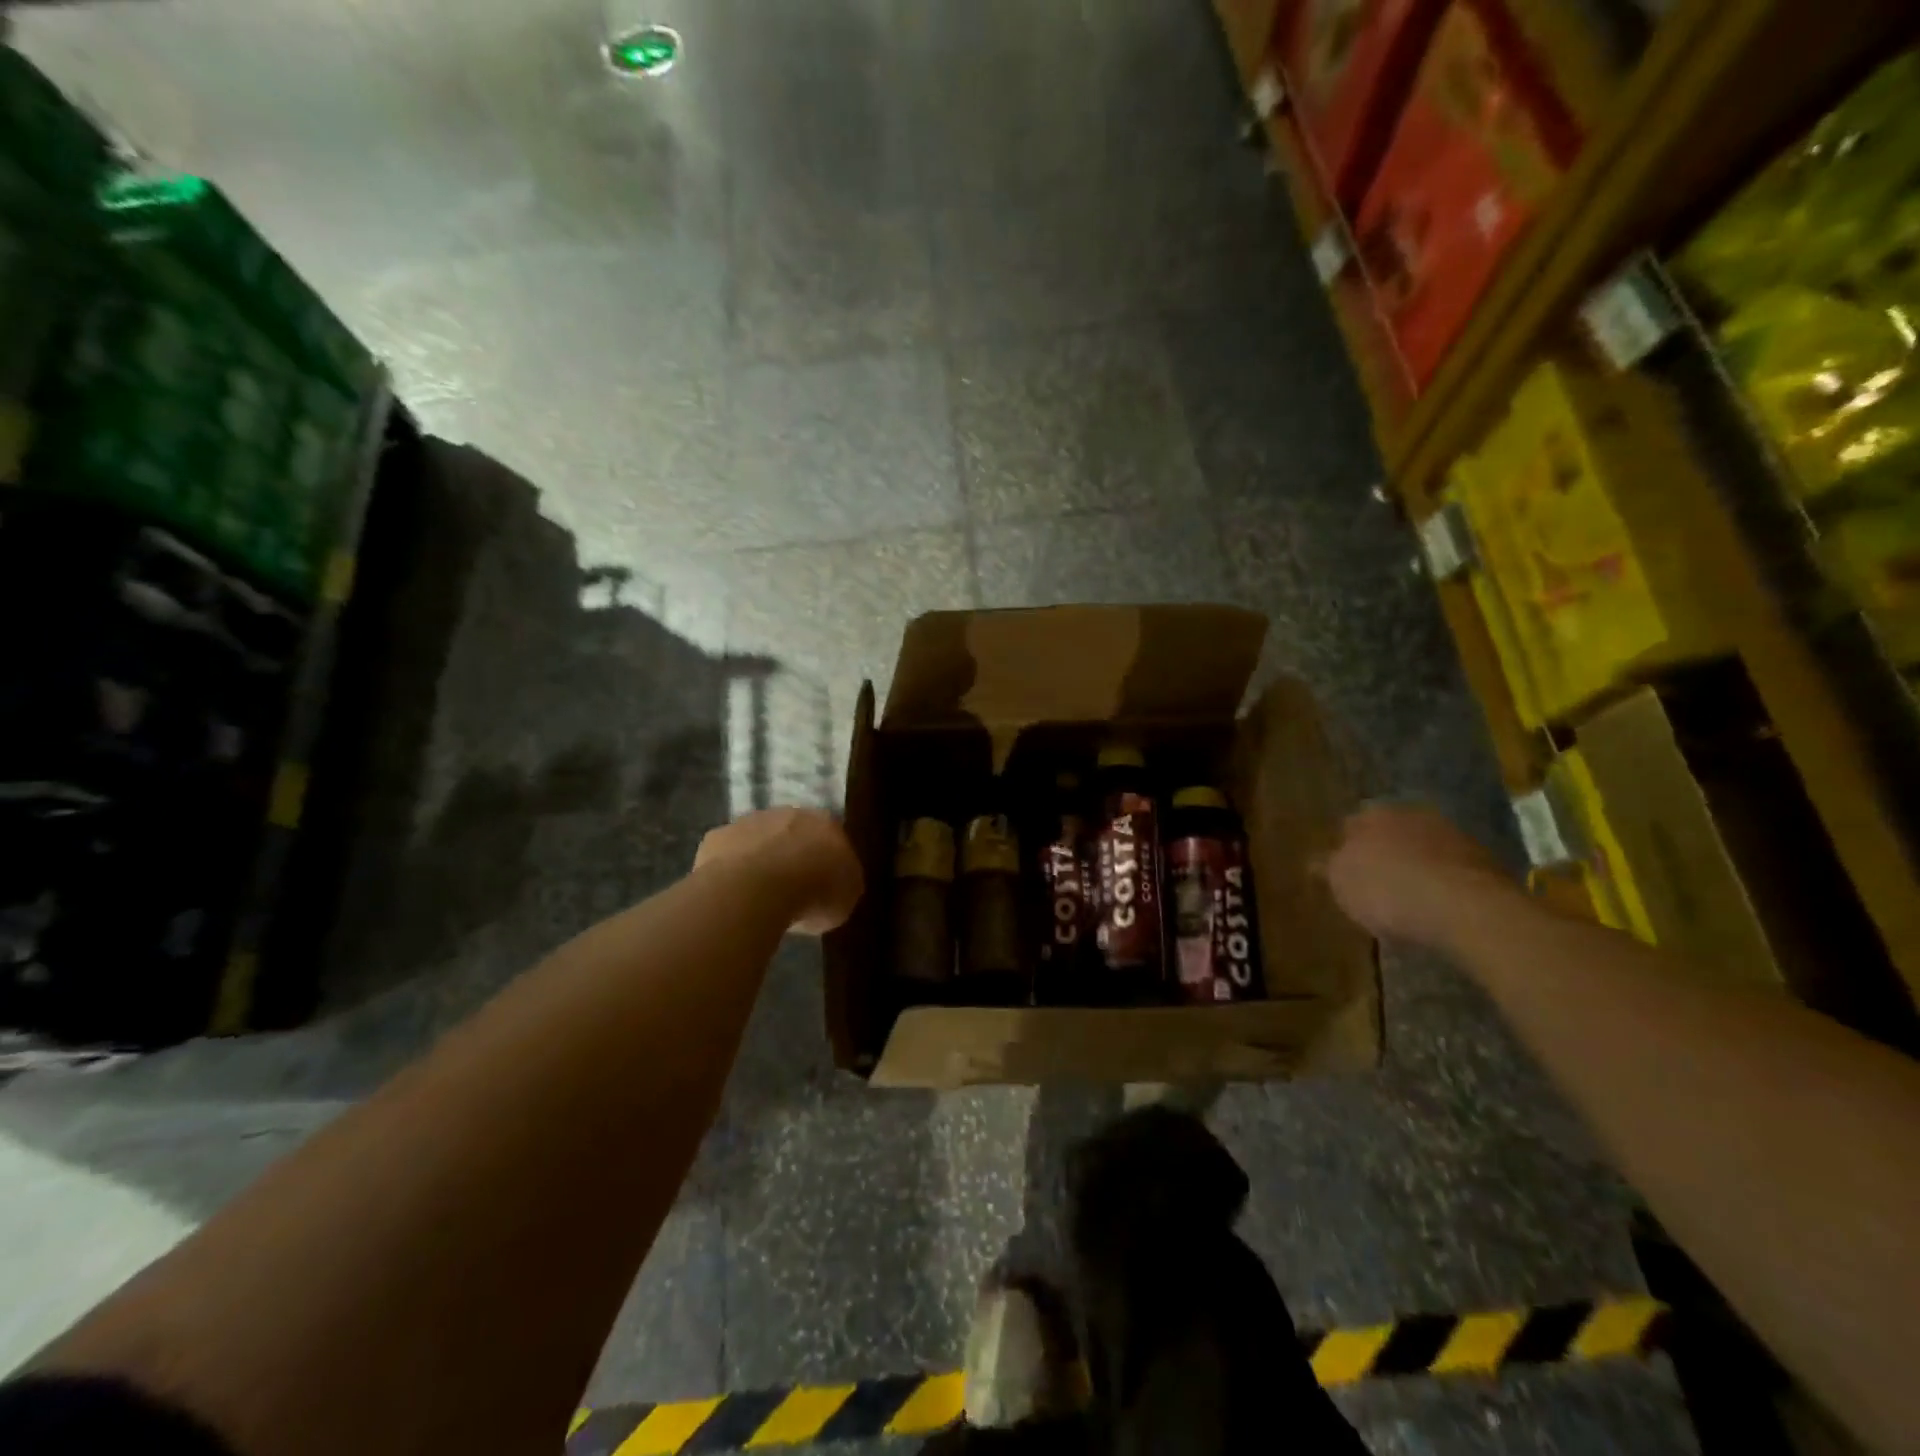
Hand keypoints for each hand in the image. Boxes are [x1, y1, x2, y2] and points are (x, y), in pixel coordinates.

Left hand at [694, 807, 863, 934]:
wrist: (759, 888)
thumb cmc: (814, 892)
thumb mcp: (846, 897)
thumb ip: (842, 884)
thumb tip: (834, 885)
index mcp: (827, 824)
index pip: (832, 837)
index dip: (827, 861)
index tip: (823, 885)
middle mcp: (790, 813)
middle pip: (793, 833)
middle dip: (792, 855)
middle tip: (791, 888)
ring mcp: (750, 821)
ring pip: (758, 840)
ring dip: (760, 860)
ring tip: (759, 895)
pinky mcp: (717, 837)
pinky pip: (728, 855)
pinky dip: (730, 871)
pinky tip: (732, 895)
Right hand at [1322, 803, 1514, 946]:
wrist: (1468, 908)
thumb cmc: (1389, 889)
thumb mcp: (1342, 883)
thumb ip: (1327, 868)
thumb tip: (1315, 861)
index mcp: (1372, 815)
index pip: (1348, 826)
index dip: (1342, 849)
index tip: (1340, 872)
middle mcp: (1412, 814)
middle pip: (1388, 834)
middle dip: (1381, 854)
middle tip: (1372, 883)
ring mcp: (1452, 835)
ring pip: (1422, 849)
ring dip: (1414, 867)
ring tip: (1406, 899)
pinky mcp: (1484, 862)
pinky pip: (1450, 870)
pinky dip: (1441, 882)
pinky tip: (1436, 906)